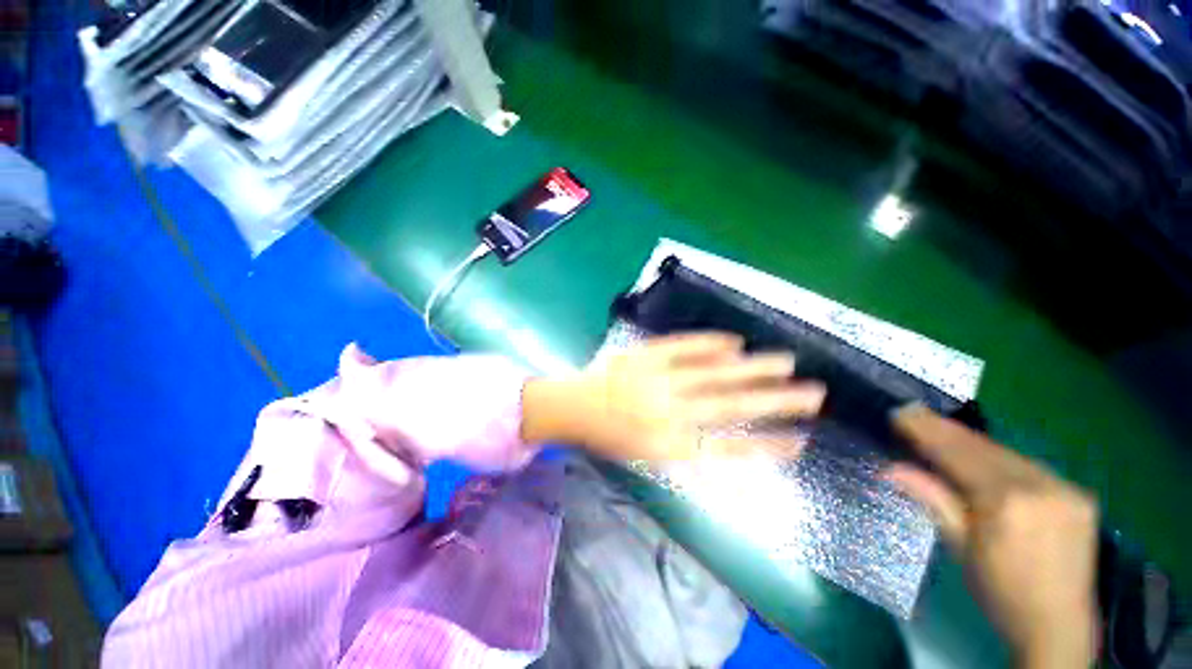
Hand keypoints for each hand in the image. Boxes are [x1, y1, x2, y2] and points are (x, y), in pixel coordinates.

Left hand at [522, 332, 825, 461]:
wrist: (572, 406)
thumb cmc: (609, 436)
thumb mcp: (644, 458)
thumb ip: (683, 454)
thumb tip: (724, 450)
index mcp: (667, 445)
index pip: (728, 449)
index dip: (766, 446)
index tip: (800, 440)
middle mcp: (669, 412)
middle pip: (732, 406)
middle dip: (776, 401)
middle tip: (814, 393)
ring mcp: (658, 379)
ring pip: (715, 373)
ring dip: (753, 368)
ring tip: (787, 362)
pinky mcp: (646, 355)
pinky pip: (683, 346)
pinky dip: (710, 343)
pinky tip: (735, 341)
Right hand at [886, 405, 1098, 668]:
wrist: (1058, 624)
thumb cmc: (999, 590)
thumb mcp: (960, 548)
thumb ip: (933, 500)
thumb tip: (891, 469)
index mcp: (1006, 502)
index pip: (959, 454)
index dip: (928, 432)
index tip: (901, 413)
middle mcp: (1039, 484)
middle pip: (983, 447)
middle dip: (946, 430)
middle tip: (914, 413)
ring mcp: (1063, 486)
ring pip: (1006, 452)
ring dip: (970, 442)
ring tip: (940, 429)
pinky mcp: (1077, 492)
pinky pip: (1028, 465)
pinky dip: (998, 457)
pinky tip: (982, 456)